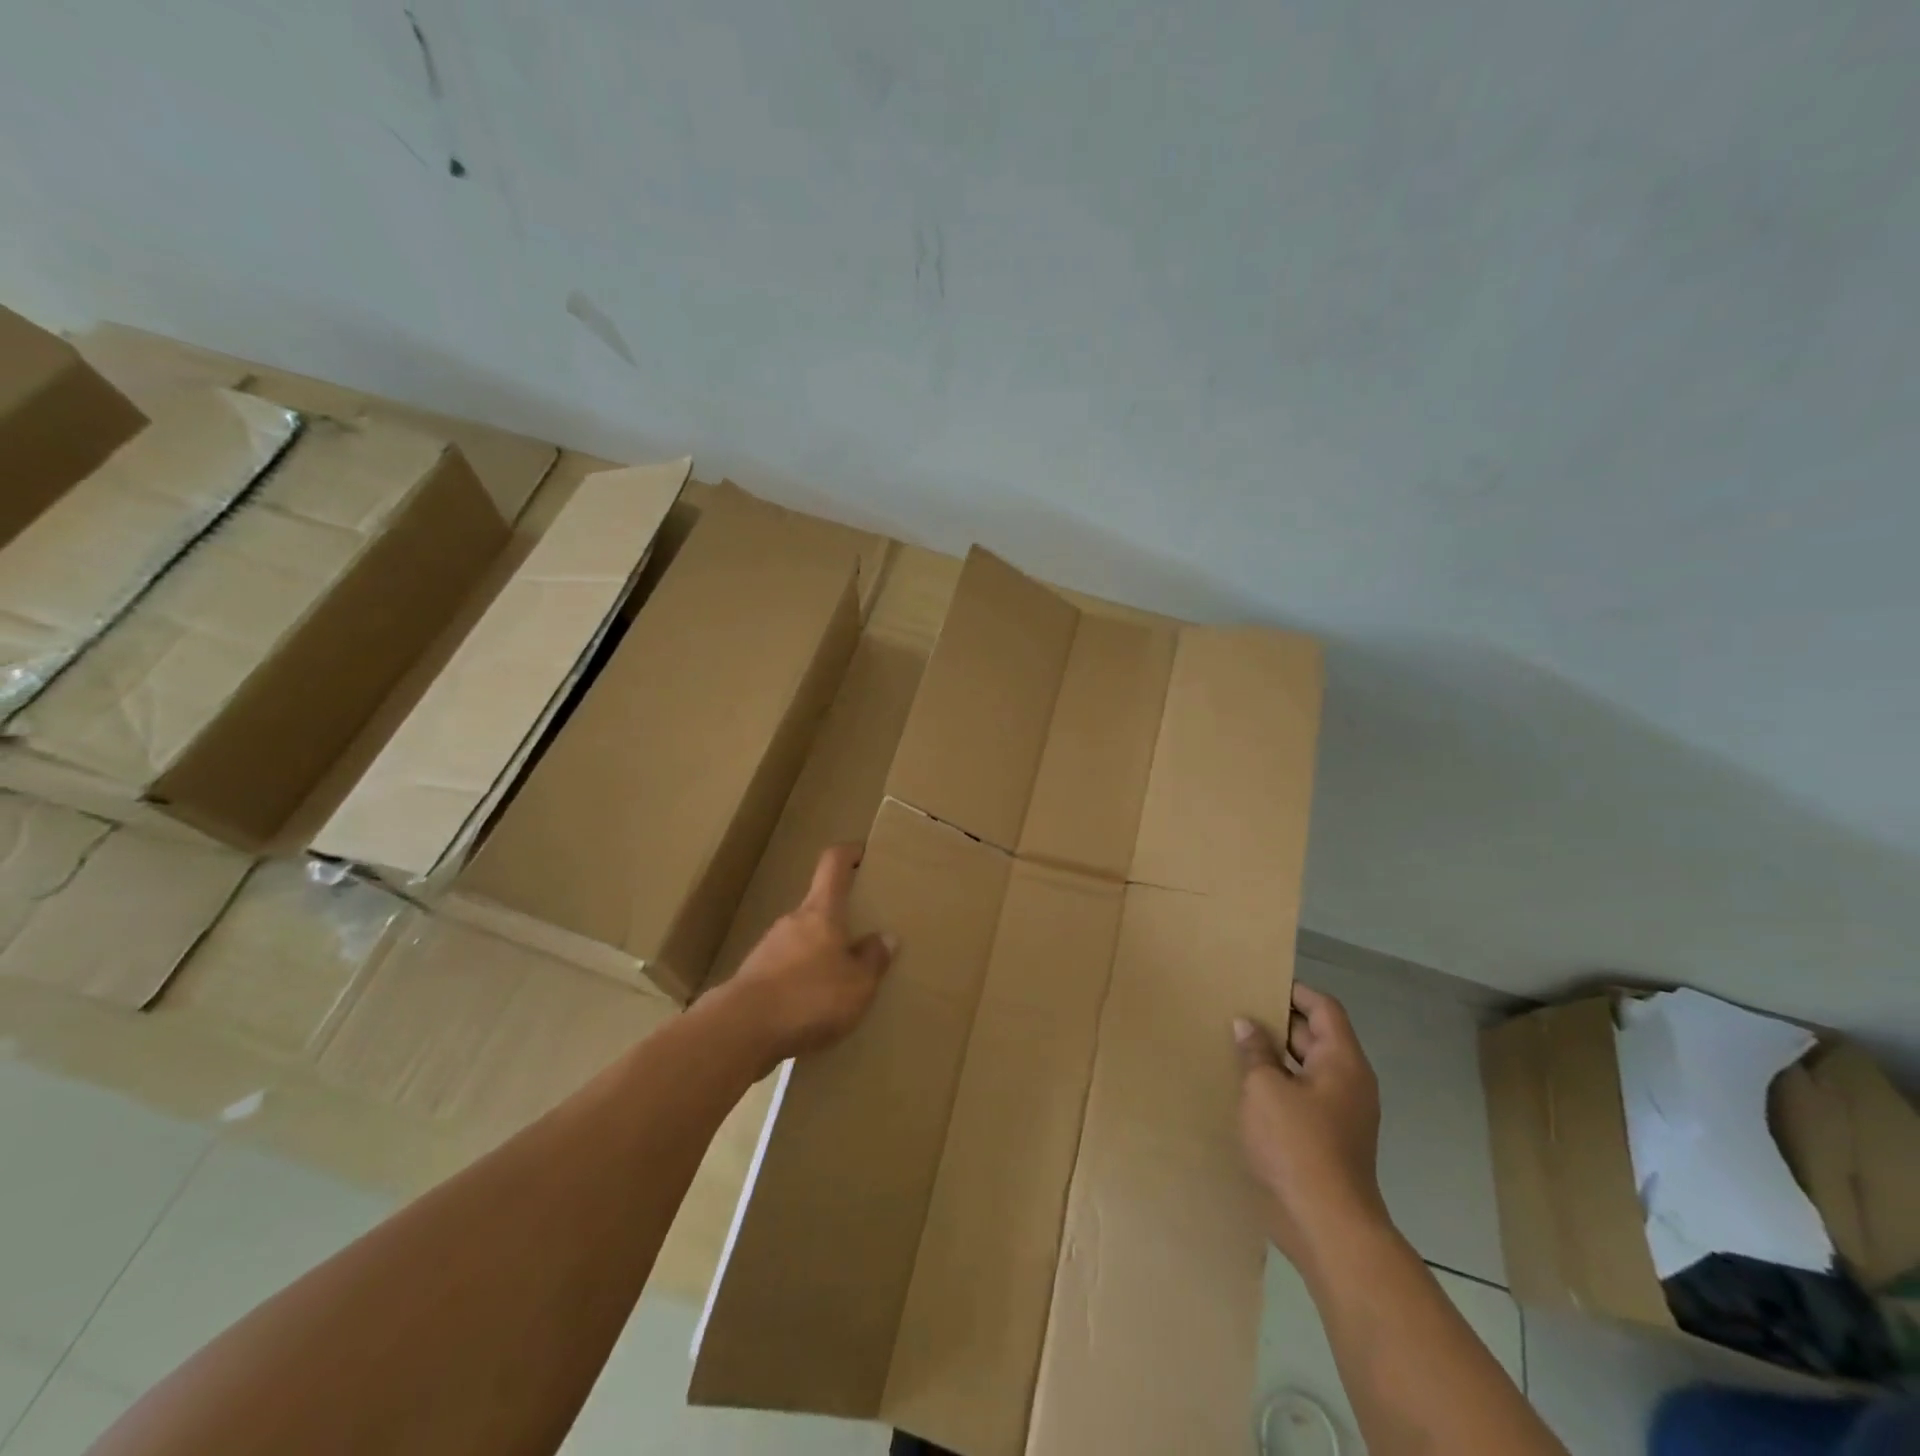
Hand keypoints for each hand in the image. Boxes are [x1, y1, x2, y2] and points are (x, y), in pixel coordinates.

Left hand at [709, 843, 894, 1072]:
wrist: (741, 1030)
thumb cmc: (810, 996)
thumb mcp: (858, 983)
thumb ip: (873, 959)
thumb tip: (885, 937)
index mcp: (821, 911)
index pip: (833, 865)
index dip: (849, 854)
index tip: (863, 854)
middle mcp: (793, 921)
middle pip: (819, 907)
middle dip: (840, 919)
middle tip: (863, 937)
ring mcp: (768, 948)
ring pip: (802, 941)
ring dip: (820, 953)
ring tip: (841, 981)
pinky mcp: (753, 978)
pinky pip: (786, 970)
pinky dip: (802, 981)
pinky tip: (813, 1008)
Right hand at [1234, 983, 1388, 1271]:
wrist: (1327, 1226)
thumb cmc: (1297, 1145)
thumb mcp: (1265, 1089)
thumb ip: (1256, 1052)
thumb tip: (1248, 1025)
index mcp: (1343, 1062)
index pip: (1324, 1009)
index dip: (1295, 992)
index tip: (1261, 983)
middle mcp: (1349, 1083)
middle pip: (1316, 1038)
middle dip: (1279, 1023)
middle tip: (1238, 1011)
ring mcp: (1341, 1115)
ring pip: (1307, 1070)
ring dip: (1275, 1057)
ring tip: (1235, 1046)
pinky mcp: (1328, 1141)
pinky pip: (1303, 1098)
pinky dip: (1278, 1086)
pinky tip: (1245, 1089)